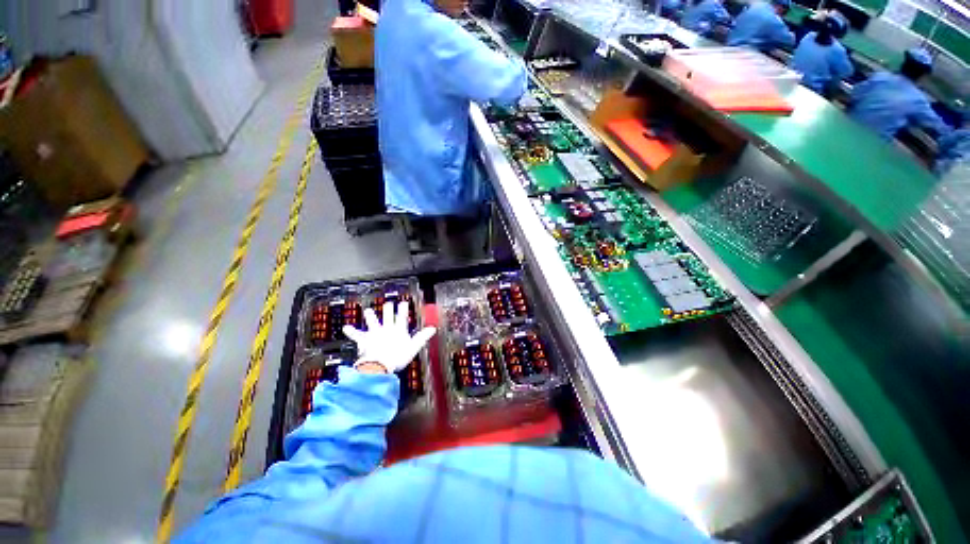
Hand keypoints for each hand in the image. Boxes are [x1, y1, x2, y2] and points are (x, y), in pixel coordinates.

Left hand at [343, 301, 435, 373]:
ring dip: (370, 316)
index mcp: (398, 330)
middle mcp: (386, 329)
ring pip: (373, 322)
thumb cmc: (397, 357)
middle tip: (388, 304)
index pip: (402, 317)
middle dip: (388, 309)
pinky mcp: (365, 340)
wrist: (380, 364)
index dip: (403, 309)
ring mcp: (375, 333)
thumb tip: (433, 329)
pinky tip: (345, 327)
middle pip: (387, 316)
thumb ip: (422, 337)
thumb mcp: (414, 347)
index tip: (403, 303)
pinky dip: (351, 331)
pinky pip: (357, 335)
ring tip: (368, 310)